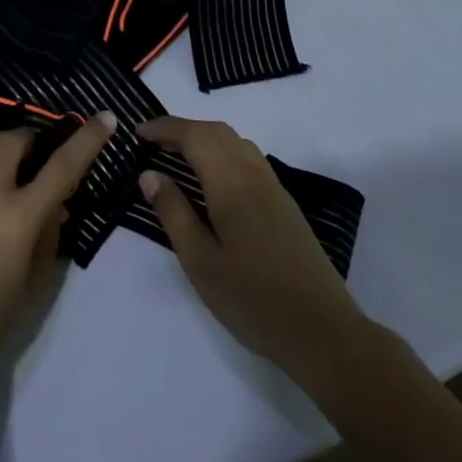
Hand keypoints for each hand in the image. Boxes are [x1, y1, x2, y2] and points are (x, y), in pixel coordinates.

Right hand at [138, 116, 365, 371]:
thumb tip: (149, 174)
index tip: (137, 133)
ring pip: (235, 141)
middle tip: (152, 143)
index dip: (163, 128)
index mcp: (230, 184)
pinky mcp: (284, 202)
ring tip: (177, 156)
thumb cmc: (253, 300)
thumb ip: (173, 213)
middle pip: (215, 130)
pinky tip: (213, 178)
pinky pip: (248, 157)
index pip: (193, 135)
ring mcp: (274, 187)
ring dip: (204, 137)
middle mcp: (253, 174)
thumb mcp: (201, 262)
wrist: (324, 333)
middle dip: (181, 128)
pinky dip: (222, 150)